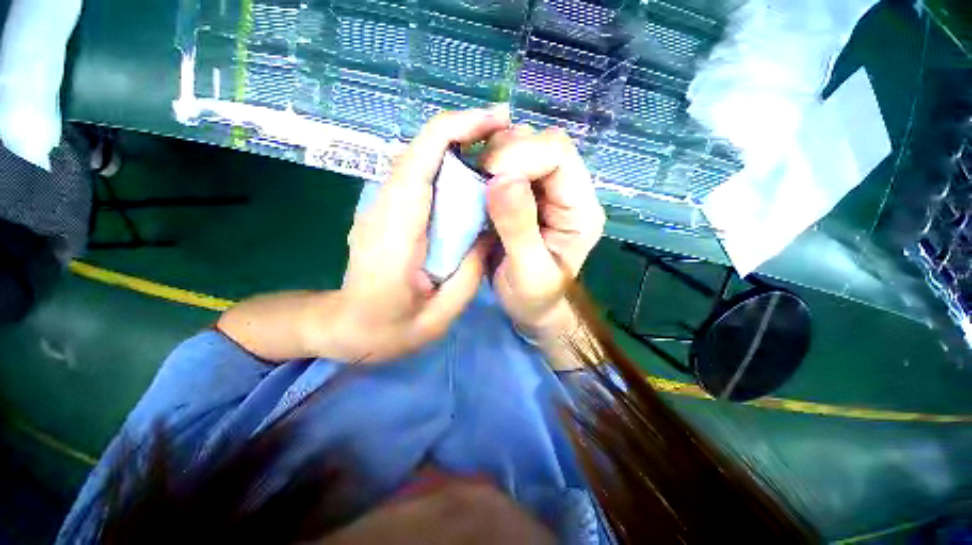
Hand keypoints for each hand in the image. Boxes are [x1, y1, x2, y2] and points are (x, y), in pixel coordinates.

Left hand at [332, 107, 510, 362]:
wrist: (343, 328)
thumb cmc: (388, 329)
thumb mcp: (440, 315)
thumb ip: (469, 272)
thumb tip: (490, 232)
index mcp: (395, 236)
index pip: (419, 164)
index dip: (455, 130)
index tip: (494, 121)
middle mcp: (382, 210)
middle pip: (418, 150)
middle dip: (462, 130)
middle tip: (504, 131)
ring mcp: (379, 207)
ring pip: (416, 158)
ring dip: (454, 143)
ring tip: (492, 148)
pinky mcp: (384, 210)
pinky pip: (415, 176)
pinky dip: (443, 163)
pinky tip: (467, 172)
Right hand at [480, 126, 605, 341]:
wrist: (532, 307)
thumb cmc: (534, 297)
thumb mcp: (528, 272)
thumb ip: (519, 228)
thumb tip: (502, 179)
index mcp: (580, 210)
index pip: (558, 154)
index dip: (521, 155)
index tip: (488, 178)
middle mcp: (569, 191)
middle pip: (542, 142)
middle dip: (505, 153)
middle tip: (479, 180)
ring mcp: (547, 190)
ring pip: (524, 145)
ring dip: (495, 156)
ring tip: (478, 183)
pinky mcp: (527, 193)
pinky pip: (507, 162)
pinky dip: (488, 165)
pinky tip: (478, 184)